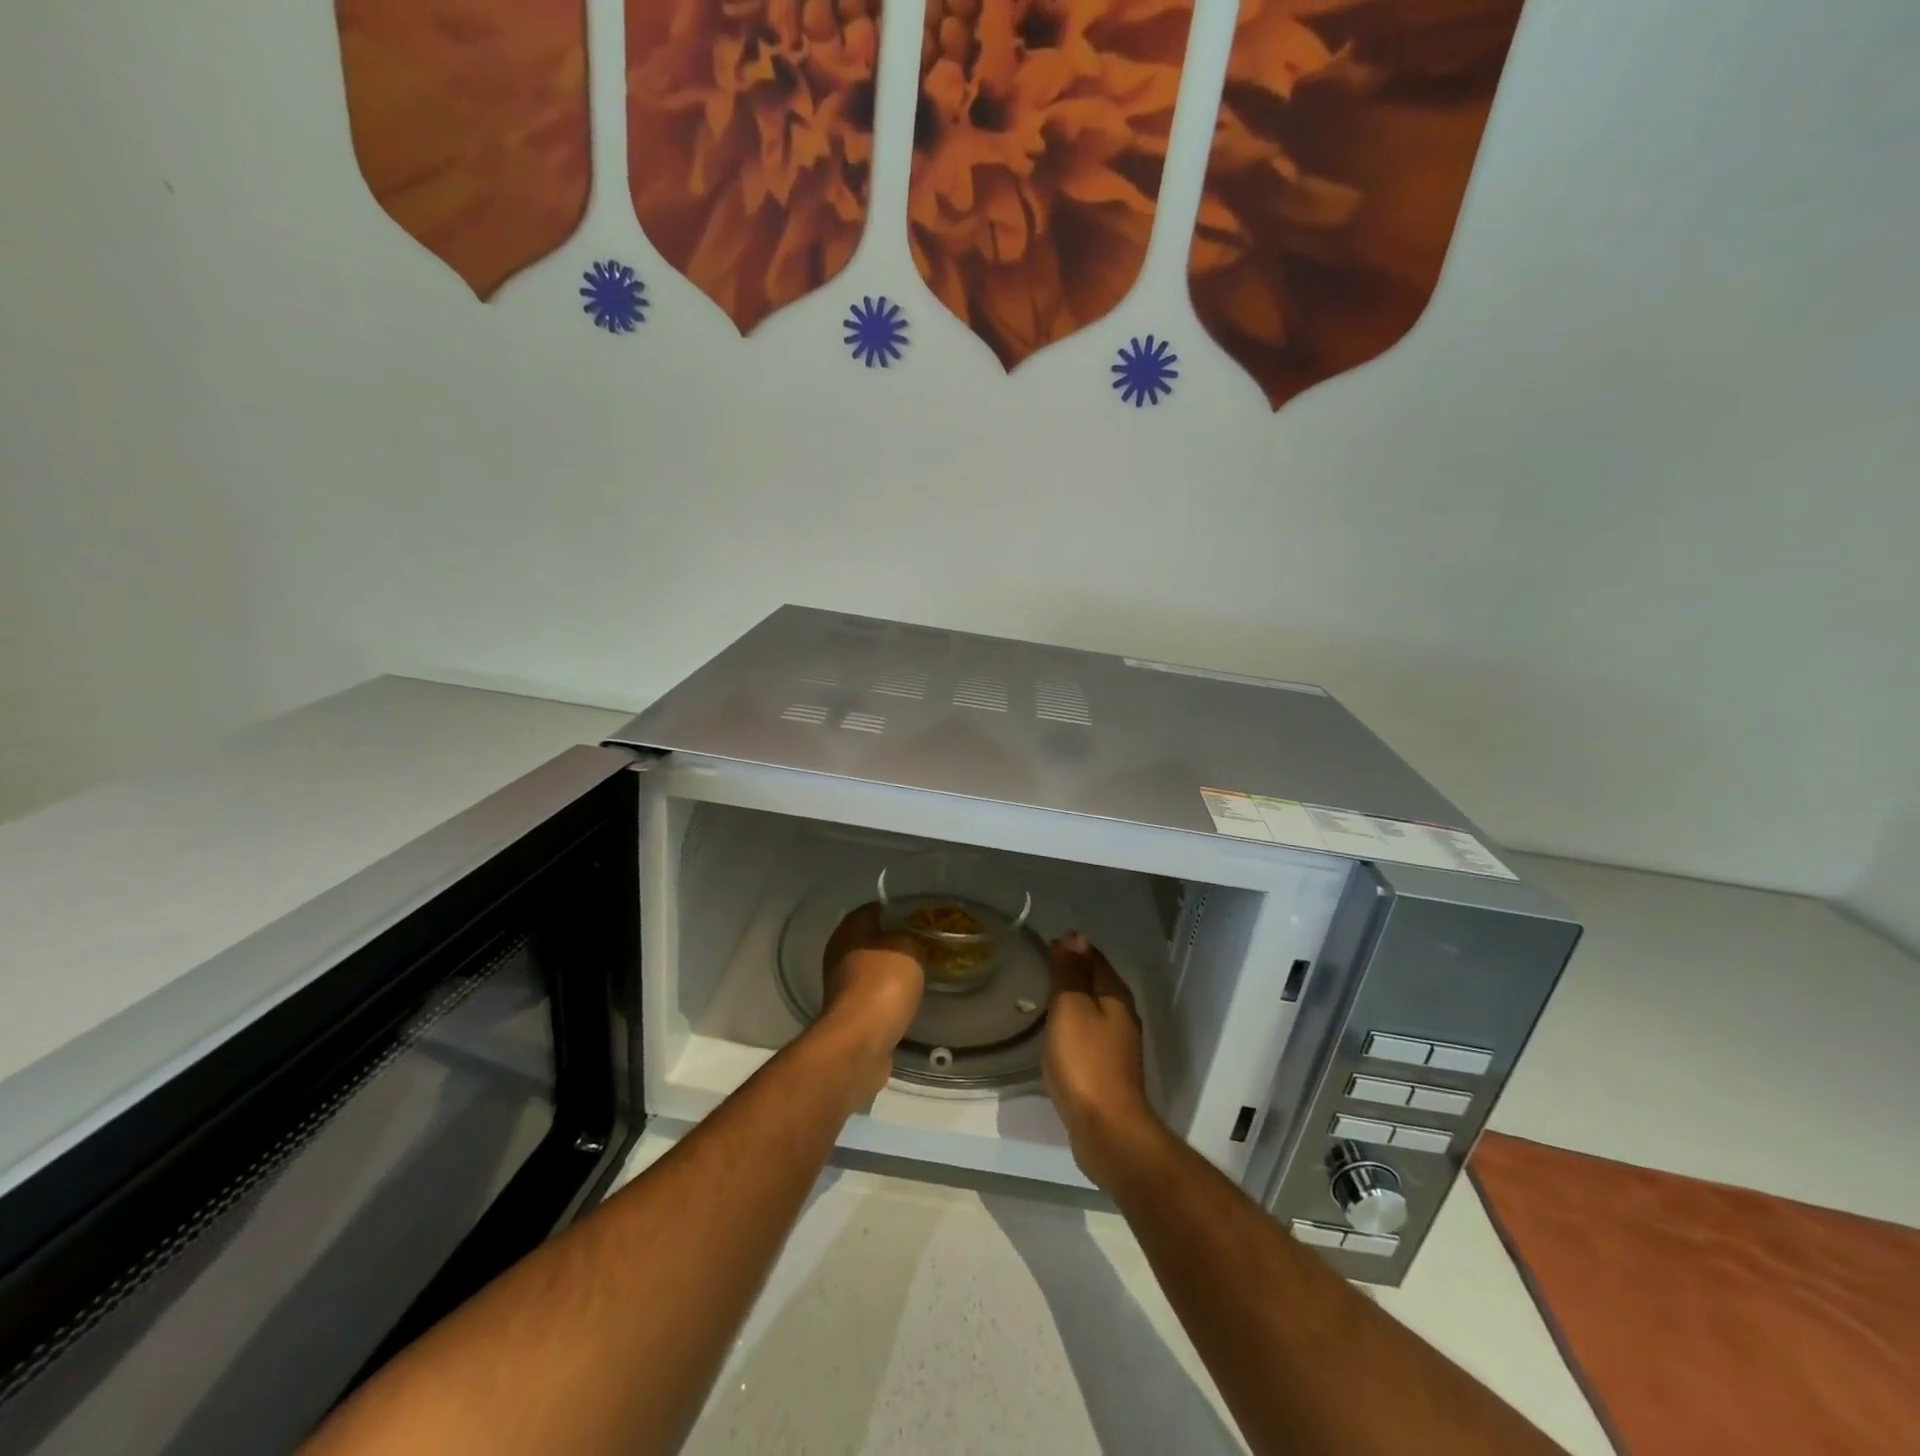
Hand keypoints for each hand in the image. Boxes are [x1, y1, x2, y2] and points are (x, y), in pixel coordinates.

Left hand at [818, 903, 924, 1104]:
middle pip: (869, 941)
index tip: (917, 916)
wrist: (860, 1042)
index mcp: (848, 932)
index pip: (871, 909)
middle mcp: (839, 956)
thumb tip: (904, 939)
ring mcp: (842, 988)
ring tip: (920, 972)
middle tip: (923, 944)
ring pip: (871, 970)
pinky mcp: (851, 1016)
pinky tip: (908, 1000)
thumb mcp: (906, 948)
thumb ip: (907, 937)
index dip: (894, 909)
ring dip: (891, 972)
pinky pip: (874, 997)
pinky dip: (889, 997)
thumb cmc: (883, 984)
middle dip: (894, 942)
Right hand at [1043, 933, 1159, 1190]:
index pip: (1094, 958)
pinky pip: (1089, 1035)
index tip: (1045, 944)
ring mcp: (1118, 1045)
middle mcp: (1122, 1016)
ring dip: (1073, 1000)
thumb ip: (1071, 973)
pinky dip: (1073, 1026)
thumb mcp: (1071, 1008)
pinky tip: (1056, 1035)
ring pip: (1093, 1010)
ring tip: (1043, 997)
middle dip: (1073, 972)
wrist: (1106, 1128)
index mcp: (1115, 995)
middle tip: (1040, 967)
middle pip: (1096, 983)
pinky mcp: (1108, 1070)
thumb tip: (1074, 936)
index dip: (1071, 948)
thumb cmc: (1085, 1062)